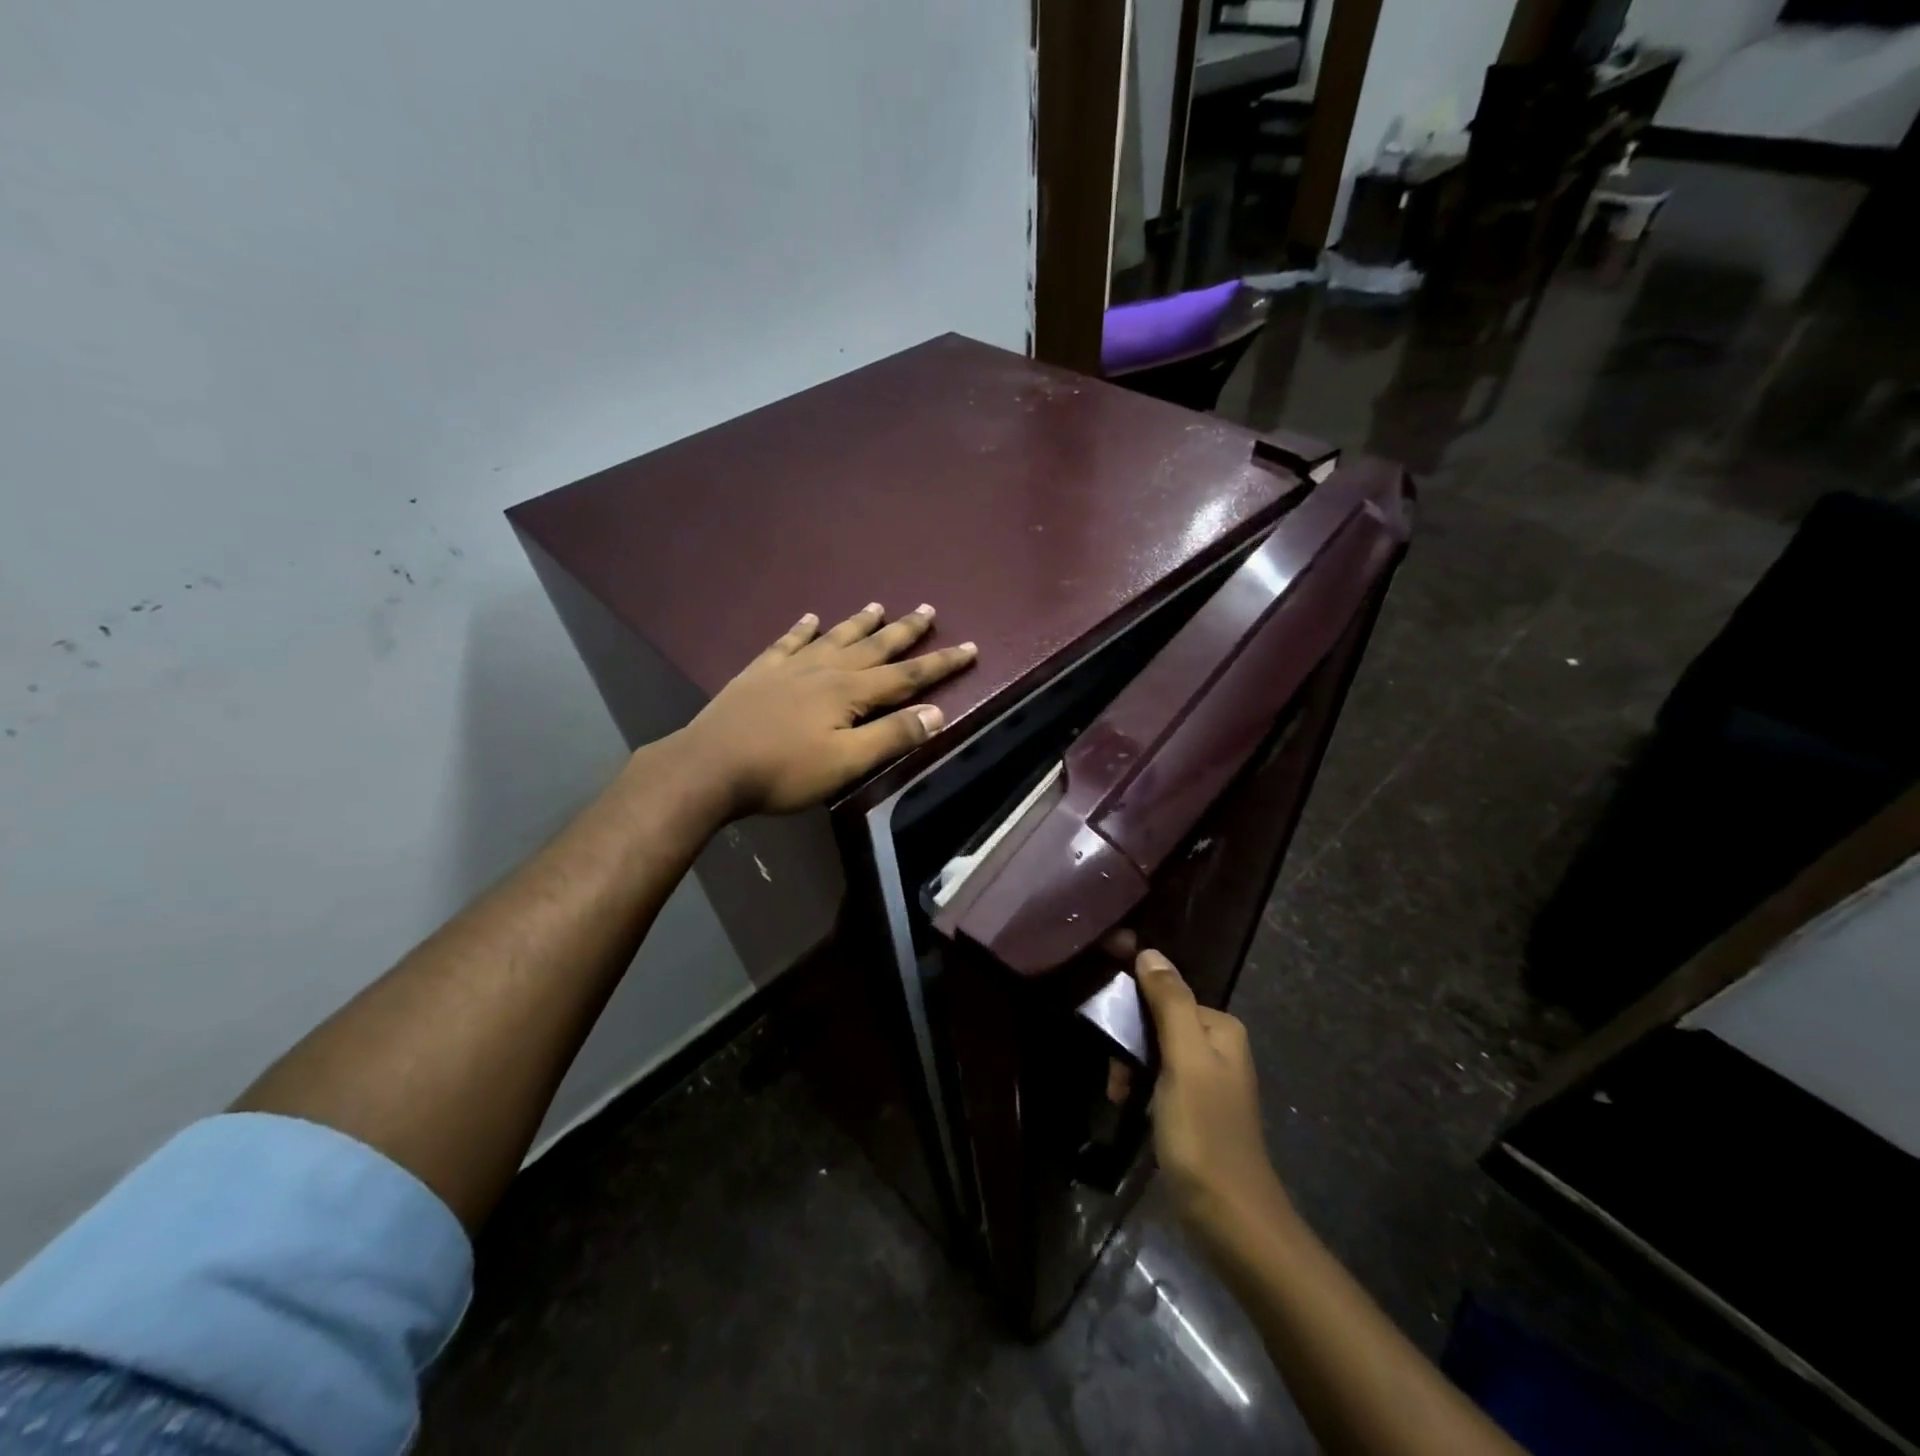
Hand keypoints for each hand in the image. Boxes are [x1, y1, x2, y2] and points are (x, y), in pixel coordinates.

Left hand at [679, 602, 977, 817]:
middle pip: (874, 646)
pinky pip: (788, 642)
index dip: (940, 663)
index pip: (906, 675)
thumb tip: (936, 713)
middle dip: (905, 630)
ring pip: (834, 637)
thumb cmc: (783, 770)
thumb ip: (891, 736)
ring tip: (878, 605)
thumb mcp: (846, 762)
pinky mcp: (760, 672)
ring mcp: (790, 666)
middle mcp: (825, 669)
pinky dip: (802, 629)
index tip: (969, 647)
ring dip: (859, 622)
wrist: (710, 765)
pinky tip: (808, 618)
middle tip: (928, 608)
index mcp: (849, 691)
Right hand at [1134, 948, 1288, 1230]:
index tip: (1104, 1023)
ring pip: (1154, 1051)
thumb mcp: (1184, 1060)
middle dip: (1129, 1042)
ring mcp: (1207, 1079)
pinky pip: (1158, 1078)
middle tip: (1114, 1074)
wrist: (1229, 1219)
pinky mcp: (1194, 1108)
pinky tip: (1127, 1106)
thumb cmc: (1204, 1132)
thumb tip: (1150, 952)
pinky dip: (1139, 1087)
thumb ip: (1170, 1003)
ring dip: (1130, 1066)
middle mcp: (1218, 1046)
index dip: (1132, 1005)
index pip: (1166, 992)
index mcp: (1221, 1028)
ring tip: (1117, 1094)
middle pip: (1158, 1020)